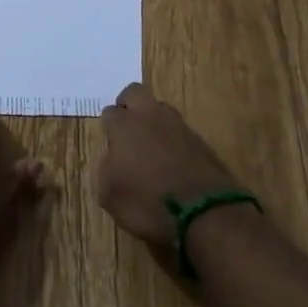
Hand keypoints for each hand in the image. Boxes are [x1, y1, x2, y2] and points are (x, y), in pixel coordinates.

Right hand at [94, 83, 244, 249]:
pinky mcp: (199, 139)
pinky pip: (179, 131)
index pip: (110, 112)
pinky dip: (173, 140)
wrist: (203, 213)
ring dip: (153, 121)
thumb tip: (112, 160)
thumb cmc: (147, 203)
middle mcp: (150, 116)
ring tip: (151, 147)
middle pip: (135, 93)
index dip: (108, 127)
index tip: (110, 144)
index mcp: (124, 125)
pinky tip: (172, 161)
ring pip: (160, 109)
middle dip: (128, 105)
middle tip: (127, 129)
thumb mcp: (109, 196)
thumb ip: (105, 170)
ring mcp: (178, 125)